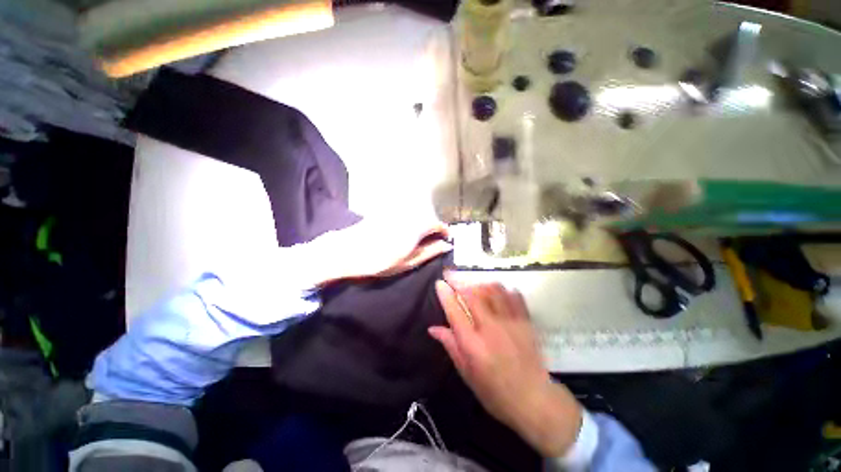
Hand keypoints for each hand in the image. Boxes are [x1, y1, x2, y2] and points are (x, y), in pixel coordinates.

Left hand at [303, 217, 449, 285]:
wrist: (348, 251)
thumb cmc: (379, 261)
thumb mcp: (407, 262)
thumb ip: (429, 252)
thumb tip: (446, 246)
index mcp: (416, 227)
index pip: (438, 224)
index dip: (445, 231)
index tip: (446, 239)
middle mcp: (409, 215)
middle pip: (428, 218)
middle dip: (432, 229)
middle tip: (431, 244)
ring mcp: (397, 211)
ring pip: (417, 215)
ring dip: (421, 225)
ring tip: (416, 240)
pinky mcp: (387, 211)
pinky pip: (405, 214)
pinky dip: (409, 222)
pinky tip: (402, 233)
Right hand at [430, 275, 582, 456]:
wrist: (534, 400)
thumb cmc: (494, 392)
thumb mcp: (467, 373)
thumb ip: (451, 346)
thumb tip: (433, 328)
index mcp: (473, 346)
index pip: (455, 312)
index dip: (445, 294)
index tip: (439, 283)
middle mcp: (491, 330)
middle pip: (473, 295)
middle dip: (458, 280)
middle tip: (450, 273)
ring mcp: (511, 323)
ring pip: (494, 290)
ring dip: (479, 283)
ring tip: (473, 283)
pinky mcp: (526, 322)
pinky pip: (514, 296)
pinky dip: (503, 289)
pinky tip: (497, 290)